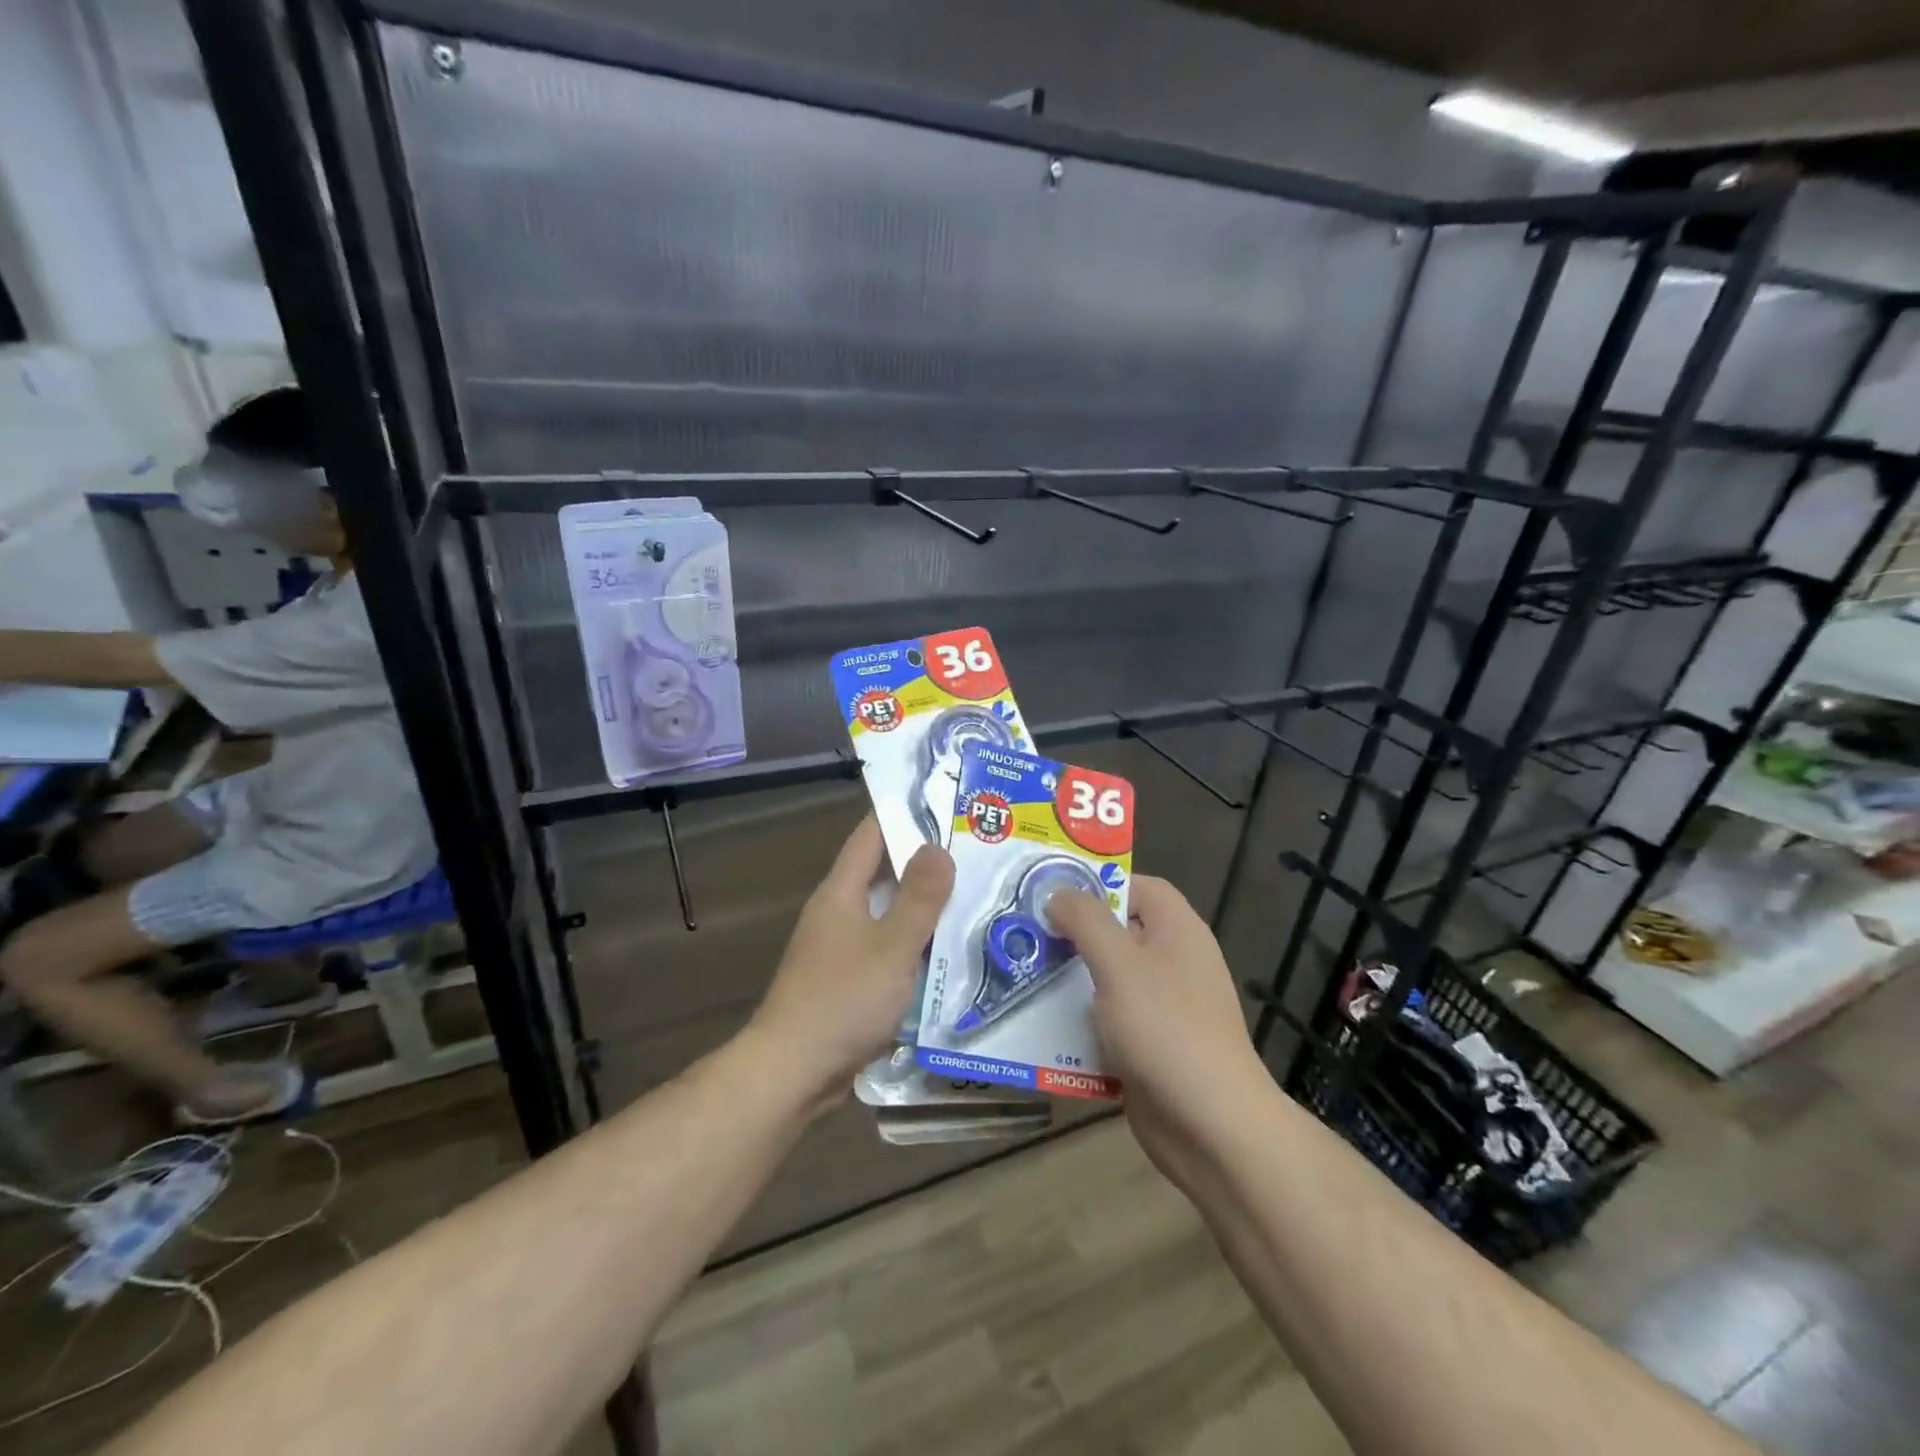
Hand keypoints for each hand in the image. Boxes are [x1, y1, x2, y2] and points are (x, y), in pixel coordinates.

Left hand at [747, 816, 953, 1110]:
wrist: (793, 1073)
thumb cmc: (842, 1000)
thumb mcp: (892, 946)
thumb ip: (919, 898)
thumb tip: (939, 846)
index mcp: (841, 892)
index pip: (871, 834)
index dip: (904, 812)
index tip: (945, 801)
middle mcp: (838, 912)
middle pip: (883, 872)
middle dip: (926, 860)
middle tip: (977, 850)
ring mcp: (841, 948)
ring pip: (889, 913)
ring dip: (925, 905)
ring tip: (975, 894)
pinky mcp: (849, 981)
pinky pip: (889, 948)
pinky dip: (916, 943)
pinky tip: (951, 950)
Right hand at [1048, 877, 1269, 1180]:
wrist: (1212, 1128)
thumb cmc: (1166, 1030)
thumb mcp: (1119, 964)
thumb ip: (1086, 920)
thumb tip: (1058, 893)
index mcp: (1177, 930)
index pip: (1137, 887)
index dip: (1098, 883)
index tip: (1051, 892)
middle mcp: (1173, 962)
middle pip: (1119, 932)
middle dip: (1073, 933)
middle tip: (1025, 933)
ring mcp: (1163, 1007)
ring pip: (1108, 979)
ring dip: (1069, 979)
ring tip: (1021, 975)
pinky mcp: (1150, 1046)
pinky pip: (1108, 1021)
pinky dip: (1080, 1021)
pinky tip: (1042, 1026)